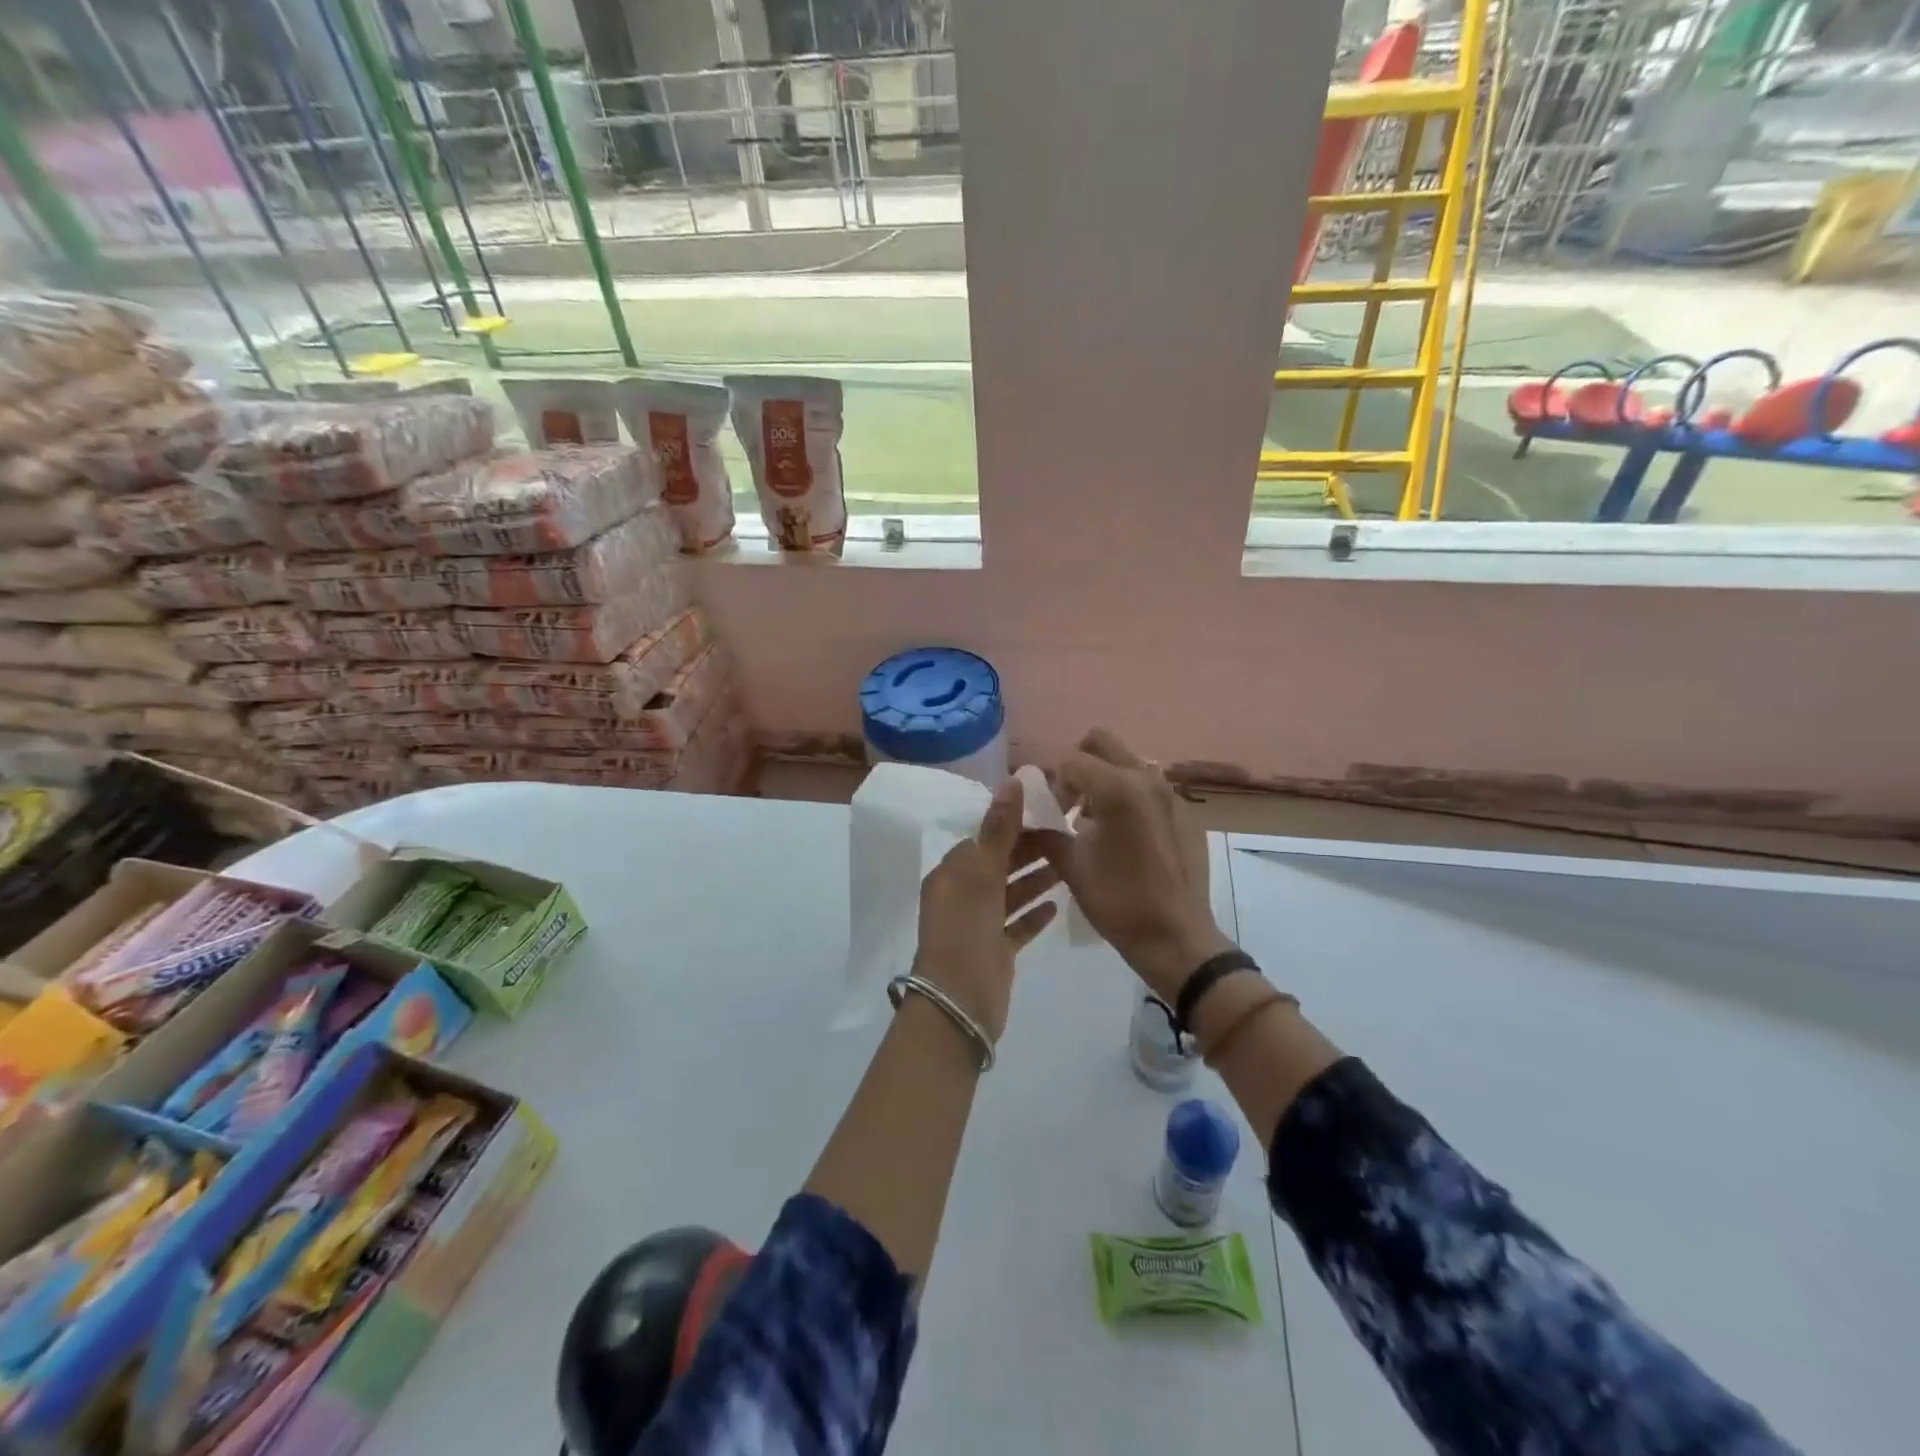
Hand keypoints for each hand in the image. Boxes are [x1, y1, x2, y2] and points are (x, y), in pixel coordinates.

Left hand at [912, 776, 1059, 1042]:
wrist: (959, 1001)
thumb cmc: (966, 928)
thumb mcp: (981, 873)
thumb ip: (999, 828)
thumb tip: (1011, 779)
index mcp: (952, 872)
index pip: (984, 838)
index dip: (1013, 824)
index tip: (1046, 811)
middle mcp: (962, 894)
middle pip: (999, 863)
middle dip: (1029, 850)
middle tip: (1068, 835)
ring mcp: (978, 924)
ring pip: (1010, 892)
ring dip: (1035, 879)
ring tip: (1069, 864)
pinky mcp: (994, 950)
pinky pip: (1017, 925)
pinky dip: (1034, 913)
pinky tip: (1058, 904)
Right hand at [1042, 728, 1234, 1002]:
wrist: (1175, 937)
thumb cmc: (1118, 901)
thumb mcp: (1071, 866)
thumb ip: (1046, 830)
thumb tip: (1029, 816)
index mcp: (1117, 788)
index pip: (1071, 761)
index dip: (1054, 784)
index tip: (1053, 814)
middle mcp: (1146, 778)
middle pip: (1102, 742)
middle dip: (1079, 765)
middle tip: (1071, 802)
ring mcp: (1170, 793)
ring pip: (1128, 762)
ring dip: (1105, 779)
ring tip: (1095, 821)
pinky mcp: (1185, 812)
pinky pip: (1148, 786)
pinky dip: (1128, 796)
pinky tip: (1124, 836)